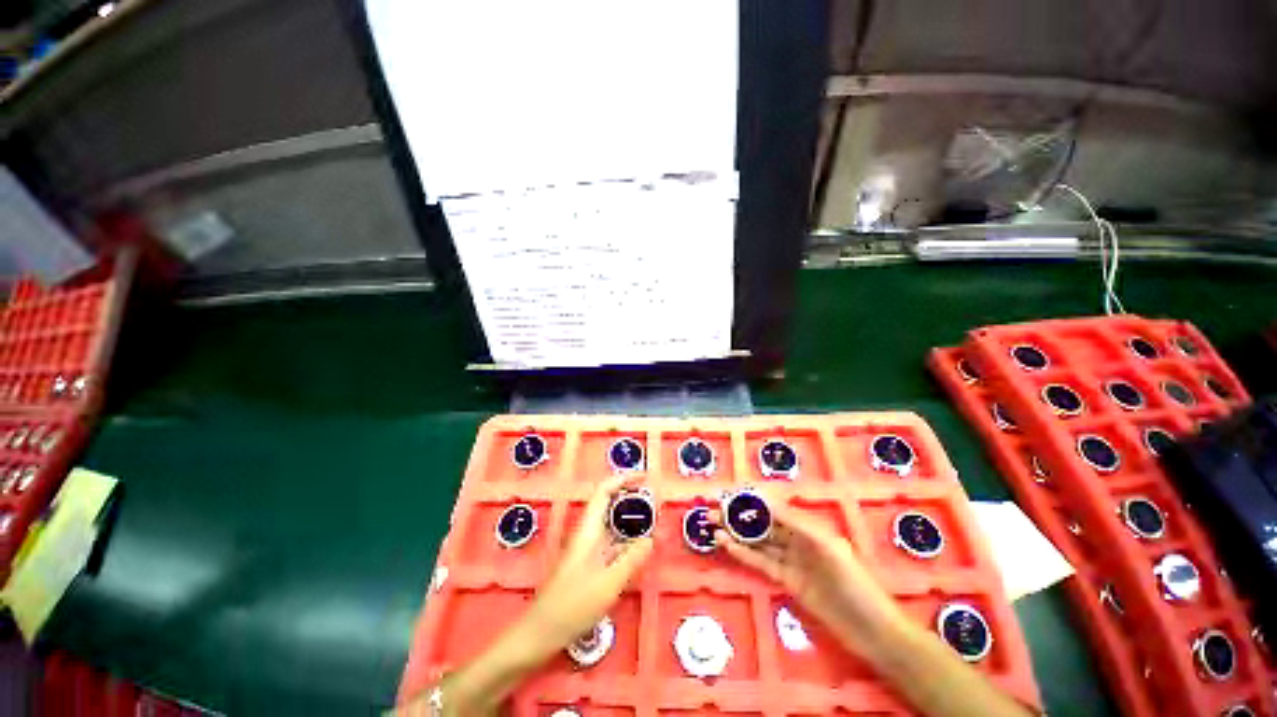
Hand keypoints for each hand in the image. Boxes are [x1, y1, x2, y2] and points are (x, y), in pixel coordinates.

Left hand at [521, 476, 654, 655]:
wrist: (539, 633)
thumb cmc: (571, 606)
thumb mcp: (608, 583)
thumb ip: (632, 559)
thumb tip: (652, 538)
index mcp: (588, 530)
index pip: (604, 491)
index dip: (623, 479)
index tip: (644, 477)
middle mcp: (587, 534)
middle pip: (609, 504)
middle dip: (630, 496)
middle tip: (655, 498)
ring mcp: (587, 550)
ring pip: (611, 524)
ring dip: (630, 518)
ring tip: (653, 519)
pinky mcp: (589, 565)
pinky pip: (611, 543)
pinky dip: (627, 539)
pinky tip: (640, 549)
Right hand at [713, 495, 904, 658]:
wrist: (872, 630)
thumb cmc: (854, 581)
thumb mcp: (826, 546)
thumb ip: (794, 523)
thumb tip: (765, 501)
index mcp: (808, 526)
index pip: (772, 507)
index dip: (750, 500)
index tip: (729, 494)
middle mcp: (797, 539)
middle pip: (762, 523)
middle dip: (738, 516)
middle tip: (713, 511)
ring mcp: (791, 560)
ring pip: (758, 542)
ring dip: (736, 534)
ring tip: (713, 526)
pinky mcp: (786, 580)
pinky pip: (761, 562)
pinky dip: (744, 553)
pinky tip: (728, 546)